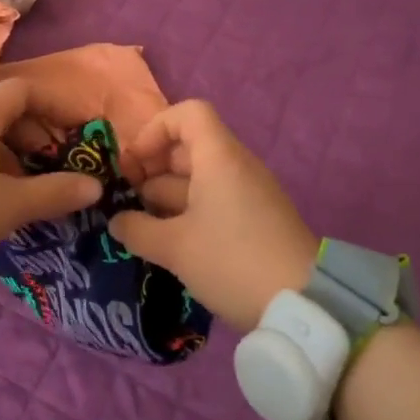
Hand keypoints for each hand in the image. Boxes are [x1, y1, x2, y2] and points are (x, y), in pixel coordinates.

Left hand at [0, 78, 101, 276]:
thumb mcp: (11, 206)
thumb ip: (55, 192)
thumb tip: (95, 185)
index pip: (23, 91)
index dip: (55, 105)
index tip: (78, 130)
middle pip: (3, 113)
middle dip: (36, 135)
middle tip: (56, 166)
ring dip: (13, 156)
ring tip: (30, 189)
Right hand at [111, 100, 317, 331]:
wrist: (303, 306)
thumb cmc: (232, 261)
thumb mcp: (174, 248)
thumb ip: (137, 229)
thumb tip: (116, 221)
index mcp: (219, 158)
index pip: (188, 114)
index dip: (154, 130)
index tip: (133, 164)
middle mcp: (236, 167)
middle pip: (188, 148)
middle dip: (152, 169)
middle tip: (127, 201)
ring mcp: (248, 195)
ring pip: (198, 179)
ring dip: (165, 196)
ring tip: (141, 227)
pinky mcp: (255, 221)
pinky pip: (214, 202)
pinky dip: (187, 213)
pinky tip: (169, 243)